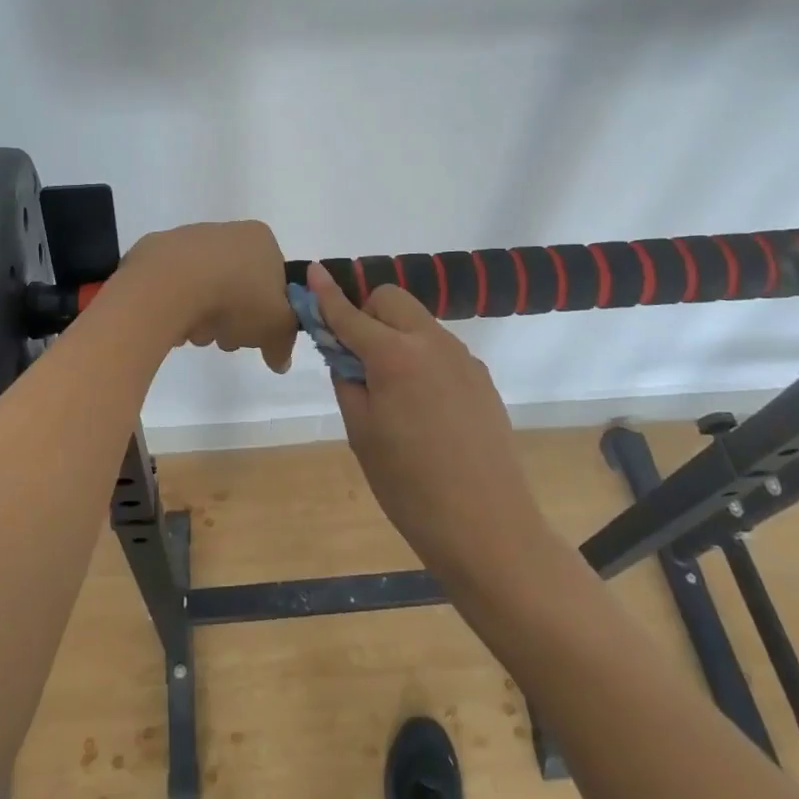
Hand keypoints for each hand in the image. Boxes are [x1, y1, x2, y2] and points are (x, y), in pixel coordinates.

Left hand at [118, 222, 298, 372]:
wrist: (170, 285)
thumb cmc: (235, 297)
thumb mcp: (276, 327)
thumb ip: (284, 343)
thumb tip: (280, 360)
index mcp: (261, 239)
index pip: (273, 279)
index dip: (268, 312)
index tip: (257, 332)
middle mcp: (226, 232)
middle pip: (238, 288)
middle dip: (234, 319)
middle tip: (227, 338)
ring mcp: (188, 241)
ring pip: (206, 292)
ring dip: (205, 320)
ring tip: (197, 333)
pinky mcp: (156, 255)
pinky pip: (175, 290)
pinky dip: (177, 310)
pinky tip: (174, 323)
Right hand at [306, 263, 548, 580]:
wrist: (486, 527)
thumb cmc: (409, 486)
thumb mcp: (361, 433)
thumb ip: (348, 381)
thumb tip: (344, 354)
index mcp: (395, 356)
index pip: (351, 314)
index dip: (327, 294)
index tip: (312, 271)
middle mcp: (432, 343)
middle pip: (391, 300)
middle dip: (367, 314)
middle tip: (357, 358)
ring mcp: (463, 359)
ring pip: (418, 323)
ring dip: (395, 336)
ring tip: (392, 391)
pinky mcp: (481, 378)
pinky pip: (440, 350)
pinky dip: (420, 358)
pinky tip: (424, 407)